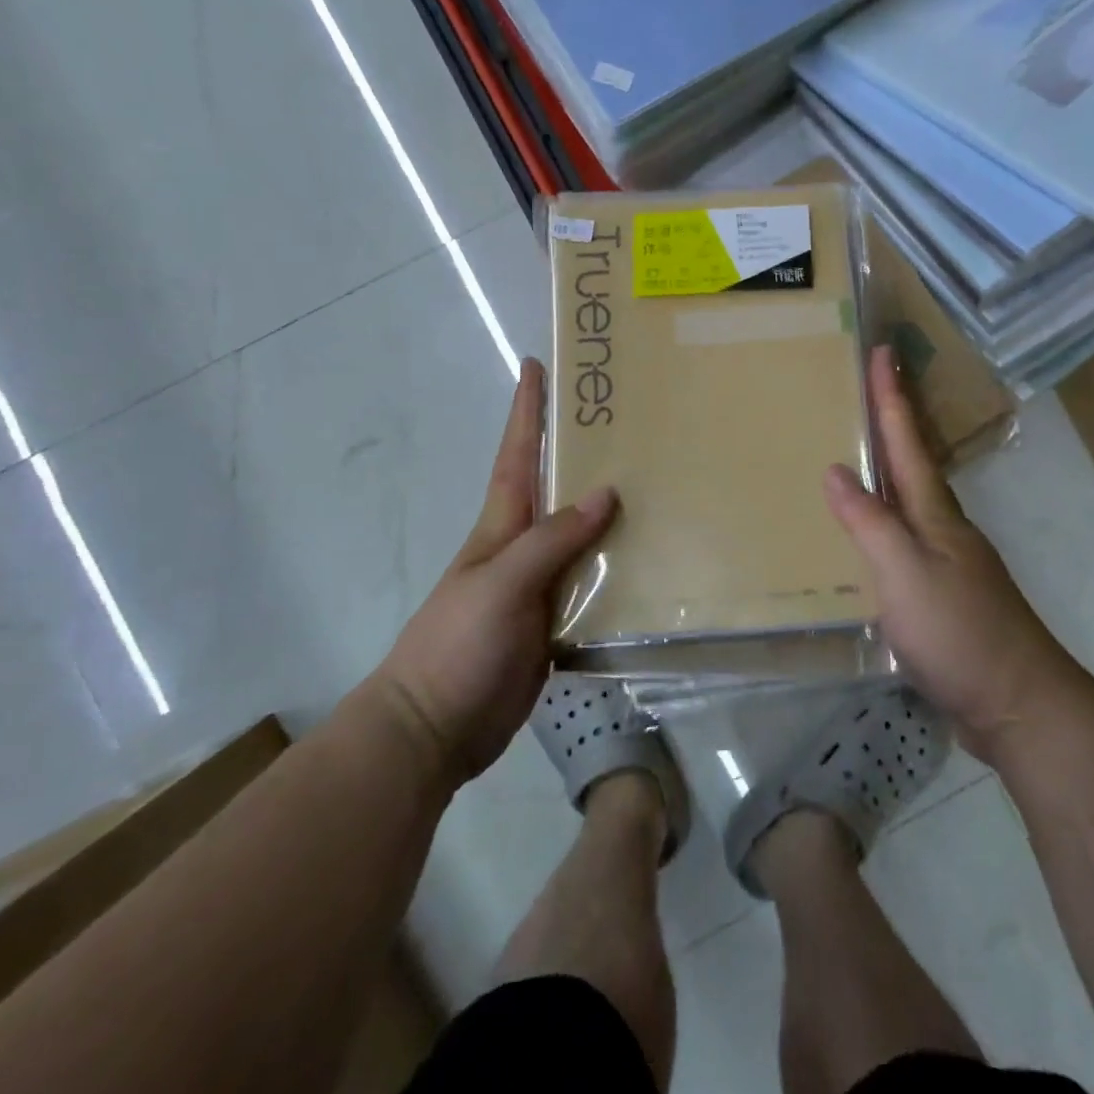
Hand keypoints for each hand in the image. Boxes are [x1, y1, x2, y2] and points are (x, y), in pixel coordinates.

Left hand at [373, 358, 615, 785]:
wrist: (437, 728)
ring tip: (656, 482)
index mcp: (501, 526)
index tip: (536, 365)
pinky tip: (654, 560)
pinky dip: (620, 567)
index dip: (526, 411)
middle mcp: (524, 547)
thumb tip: (606, 493)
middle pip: (557, 488)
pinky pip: (594, 582)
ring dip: (612, 510)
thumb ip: (551, 539)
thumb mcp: (501, 583)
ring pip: (583, 535)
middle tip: (625, 419)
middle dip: (581, 449)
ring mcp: (541, 586)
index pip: (518, 454)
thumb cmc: (457, 645)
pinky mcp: (556, 622)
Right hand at [824, 345, 1076, 761]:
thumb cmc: (960, 632)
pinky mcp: (941, 596)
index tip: (882, 351)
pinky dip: (882, 523)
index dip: (891, 397)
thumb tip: (836, 469)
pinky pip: (903, 541)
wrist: (1018, 705)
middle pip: (913, 464)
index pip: (907, 442)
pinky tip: (864, 538)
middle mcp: (943, 529)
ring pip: (909, 502)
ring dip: (887, 471)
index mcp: (935, 514)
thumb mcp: (905, 573)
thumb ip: (869, 522)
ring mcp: (946, 563)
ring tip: (855, 453)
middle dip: (892, 423)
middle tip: (865, 389)